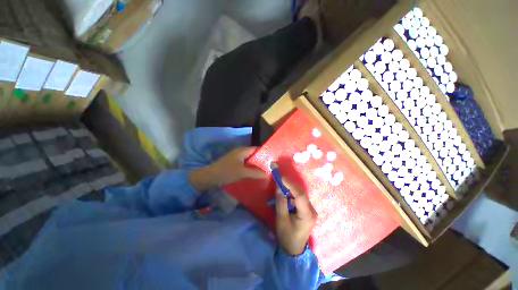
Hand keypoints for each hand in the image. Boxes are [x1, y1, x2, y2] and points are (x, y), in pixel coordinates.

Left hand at [189, 147, 266, 190]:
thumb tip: (268, 174)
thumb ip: (255, 173)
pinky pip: (245, 165)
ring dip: (256, 165)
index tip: (273, 160)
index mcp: (242, 150)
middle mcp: (240, 152)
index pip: (257, 149)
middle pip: (254, 155)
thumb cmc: (226, 172)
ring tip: (265, 172)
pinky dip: (250, 168)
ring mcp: (236, 158)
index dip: (265, 153)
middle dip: (261, 161)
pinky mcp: (234, 164)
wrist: (209, 177)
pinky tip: (254, 174)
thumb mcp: (242, 172)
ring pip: (249, 160)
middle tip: (270, 168)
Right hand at [275, 179, 316, 255]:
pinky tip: (285, 192)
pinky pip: (299, 198)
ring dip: (291, 188)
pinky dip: (292, 193)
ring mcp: (311, 210)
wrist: (294, 249)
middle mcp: (312, 210)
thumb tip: (279, 186)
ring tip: (281, 183)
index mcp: (307, 215)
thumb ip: (281, 202)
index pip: (300, 195)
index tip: (281, 178)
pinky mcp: (307, 210)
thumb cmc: (287, 236)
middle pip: (301, 193)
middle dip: (290, 185)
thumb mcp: (281, 219)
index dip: (290, 185)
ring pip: (300, 194)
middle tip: (279, 178)